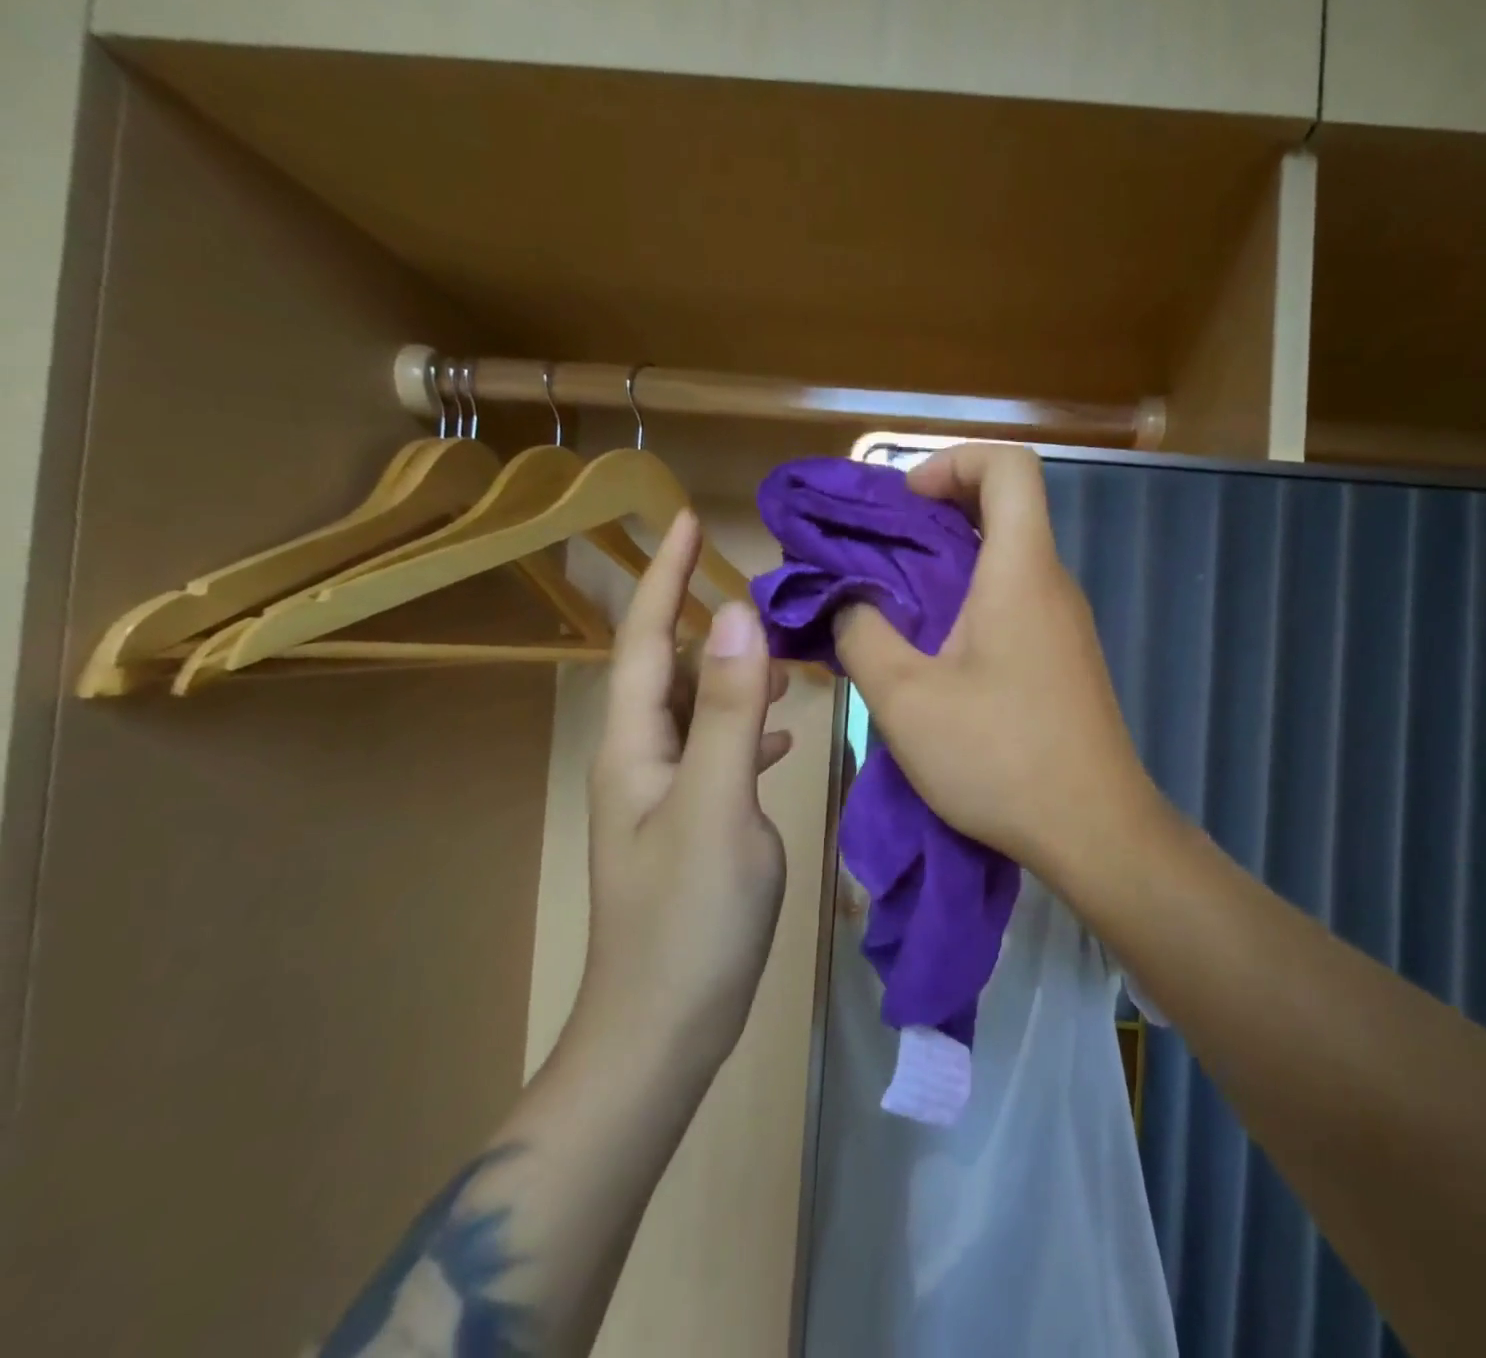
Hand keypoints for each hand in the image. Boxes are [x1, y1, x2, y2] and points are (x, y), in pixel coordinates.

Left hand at [573, 511, 791, 1063]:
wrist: (665, 1028)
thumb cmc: (689, 916)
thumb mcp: (718, 803)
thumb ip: (728, 709)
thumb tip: (737, 615)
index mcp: (635, 746)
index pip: (643, 639)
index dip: (663, 577)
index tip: (688, 520)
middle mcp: (642, 760)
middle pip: (669, 668)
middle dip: (705, 620)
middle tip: (761, 588)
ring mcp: (666, 795)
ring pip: (699, 709)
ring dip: (735, 674)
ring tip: (785, 656)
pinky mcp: (694, 824)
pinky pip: (719, 751)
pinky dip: (748, 727)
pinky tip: (783, 731)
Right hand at [834, 444, 1156, 875]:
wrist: (1094, 830)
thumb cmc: (1001, 757)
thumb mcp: (906, 699)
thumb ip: (862, 634)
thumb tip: (846, 602)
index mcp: (1021, 571)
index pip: (1009, 465)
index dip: (953, 461)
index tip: (905, 502)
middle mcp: (1052, 583)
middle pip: (1005, 508)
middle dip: (936, 514)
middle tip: (879, 556)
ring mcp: (1065, 623)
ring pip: (1007, 560)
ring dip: (949, 566)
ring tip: (893, 608)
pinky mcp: (1064, 659)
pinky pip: (1015, 603)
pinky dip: (970, 603)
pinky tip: (934, 655)